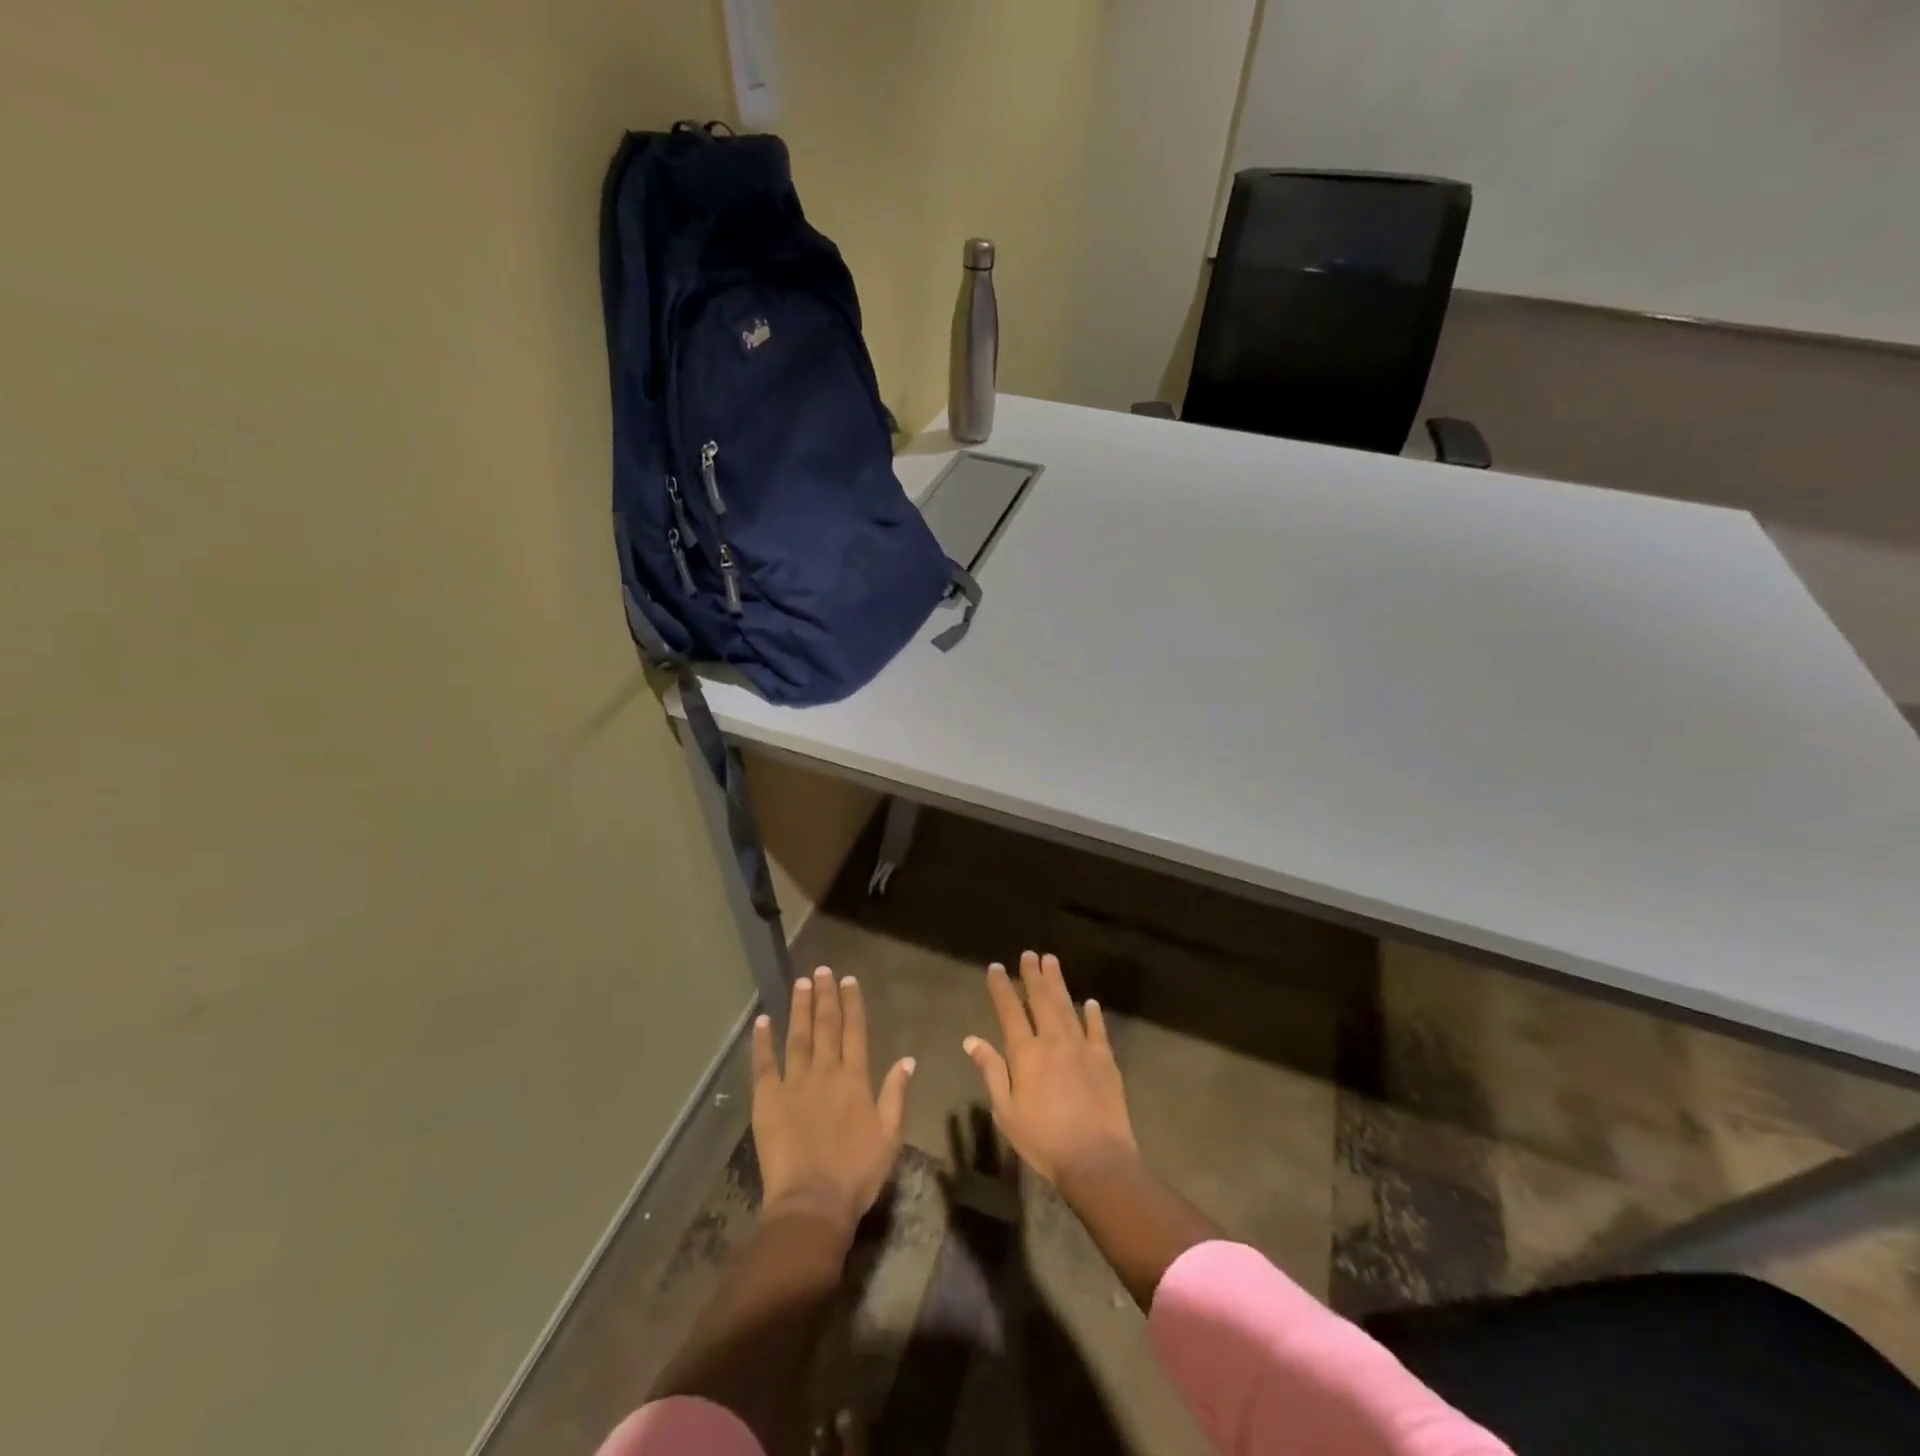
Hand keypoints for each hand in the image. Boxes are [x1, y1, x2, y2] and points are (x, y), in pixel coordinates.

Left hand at [752, 967, 914, 1235]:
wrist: (812, 1203)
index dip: (852, 1004)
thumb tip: (907, 1059)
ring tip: (800, 983)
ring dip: (799, 1008)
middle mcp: (825, 1072)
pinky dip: (763, 1041)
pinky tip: (763, 1021)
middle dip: (825, 996)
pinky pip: (764, 1064)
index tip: (849, 980)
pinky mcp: (768, 1100)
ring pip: (797, 1036)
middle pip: (825, 1026)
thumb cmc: (856, 1173)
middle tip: (822, 970)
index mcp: (855, 1079)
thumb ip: (896, 1094)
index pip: (855, 1031)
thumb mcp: (889, 1136)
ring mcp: (794, 1083)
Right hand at [963, 951, 1137, 1185]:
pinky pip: (1097, 1029)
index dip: (1001, 987)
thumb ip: (991, 1071)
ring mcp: (1082, 1047)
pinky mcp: (1105, 1059)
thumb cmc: (1043, 1139)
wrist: (1095, 1158)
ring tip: (1052, 962)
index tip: (995, 967)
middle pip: (1041, 999)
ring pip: (1067, 1006)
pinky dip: (1093, 1014)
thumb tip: (971, 1040)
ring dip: (1058, 983)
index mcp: (1025, 1053)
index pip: (1009, 1011)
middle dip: (1033, 975)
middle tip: (1029, 954)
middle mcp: (1053, 1040)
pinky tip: (1090, 1002)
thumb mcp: (1006, 1111)